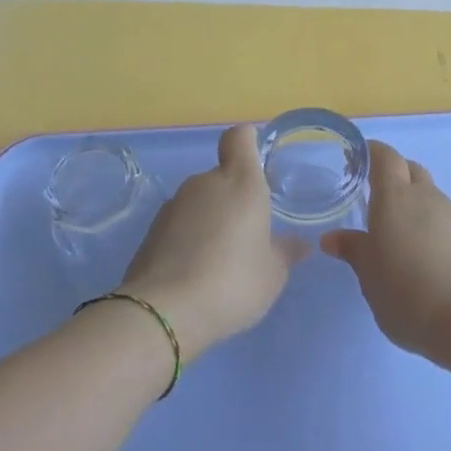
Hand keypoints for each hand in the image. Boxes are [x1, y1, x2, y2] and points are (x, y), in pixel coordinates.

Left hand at [120, 124, 306, 361]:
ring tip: (225, 258)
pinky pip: (181, 225)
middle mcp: (205, 184)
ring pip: (201, 202)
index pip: (240, 138)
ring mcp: (173, 206)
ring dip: (212, 220)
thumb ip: (286, 252)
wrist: (164, 313)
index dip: (249, 140)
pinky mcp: (151, 232)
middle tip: (251, 231)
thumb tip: (300, 243)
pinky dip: (191, 239)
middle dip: (236, 197)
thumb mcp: (273, 273)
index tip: (260, 159)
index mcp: (241, 182)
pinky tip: (199, 272)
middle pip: (222, 175)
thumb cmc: (233, 281)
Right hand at [321, 142, 450, 355]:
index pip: (386, 158)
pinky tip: (422, 252)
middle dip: (394, 174)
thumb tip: (333, 239)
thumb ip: (354, 251)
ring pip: (430, 195)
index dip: (372, 152)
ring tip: (397, 230)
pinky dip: (430, 225)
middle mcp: (427, 197)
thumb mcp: (370, 276)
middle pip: (411, 170)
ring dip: (413, 203)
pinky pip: (445, 219)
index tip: (357, 158)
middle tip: (374, 193)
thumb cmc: (407, 294)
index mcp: (395, 198)